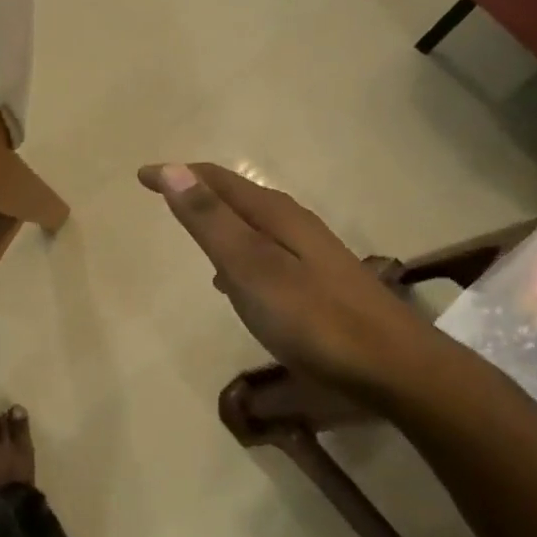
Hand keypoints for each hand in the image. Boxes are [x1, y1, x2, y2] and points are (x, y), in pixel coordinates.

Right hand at [138, 162, 442, 402]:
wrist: (394, 366)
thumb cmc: (313, 318)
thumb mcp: (251, 269)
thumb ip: (211, 222)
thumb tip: (173, 170)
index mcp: (275, 216)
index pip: (217, 181)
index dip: (178, 174)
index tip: (142, 177)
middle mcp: (295, 225)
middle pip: (238, 197)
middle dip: (199, 191)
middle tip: (165, 194)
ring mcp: (311, 254)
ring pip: (253, 225)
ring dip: (219, 221)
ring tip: (192, 231)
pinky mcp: (320, 282)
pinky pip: (266, 252)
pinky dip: (239, 252)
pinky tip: (234, 281)